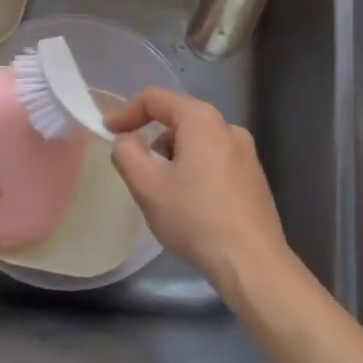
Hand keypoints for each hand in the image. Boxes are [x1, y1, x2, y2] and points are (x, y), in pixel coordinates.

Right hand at [105, 88, 291, 302]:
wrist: (252, 263)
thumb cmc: (195, 217)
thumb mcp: (147, 185)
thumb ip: (126, 153)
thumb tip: (126, 140)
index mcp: (202, 120)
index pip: (155, 99)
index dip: (126, 112)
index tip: (108, 133)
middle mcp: (228, 127)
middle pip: (178, 120)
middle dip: (152, 141)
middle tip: (138, 173)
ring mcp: (246, 153)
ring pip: (197, 144)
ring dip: (174, 160)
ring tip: (165, 196)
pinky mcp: (255, 178)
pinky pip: (214, 163)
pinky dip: (195, 173)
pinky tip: (191, 208)